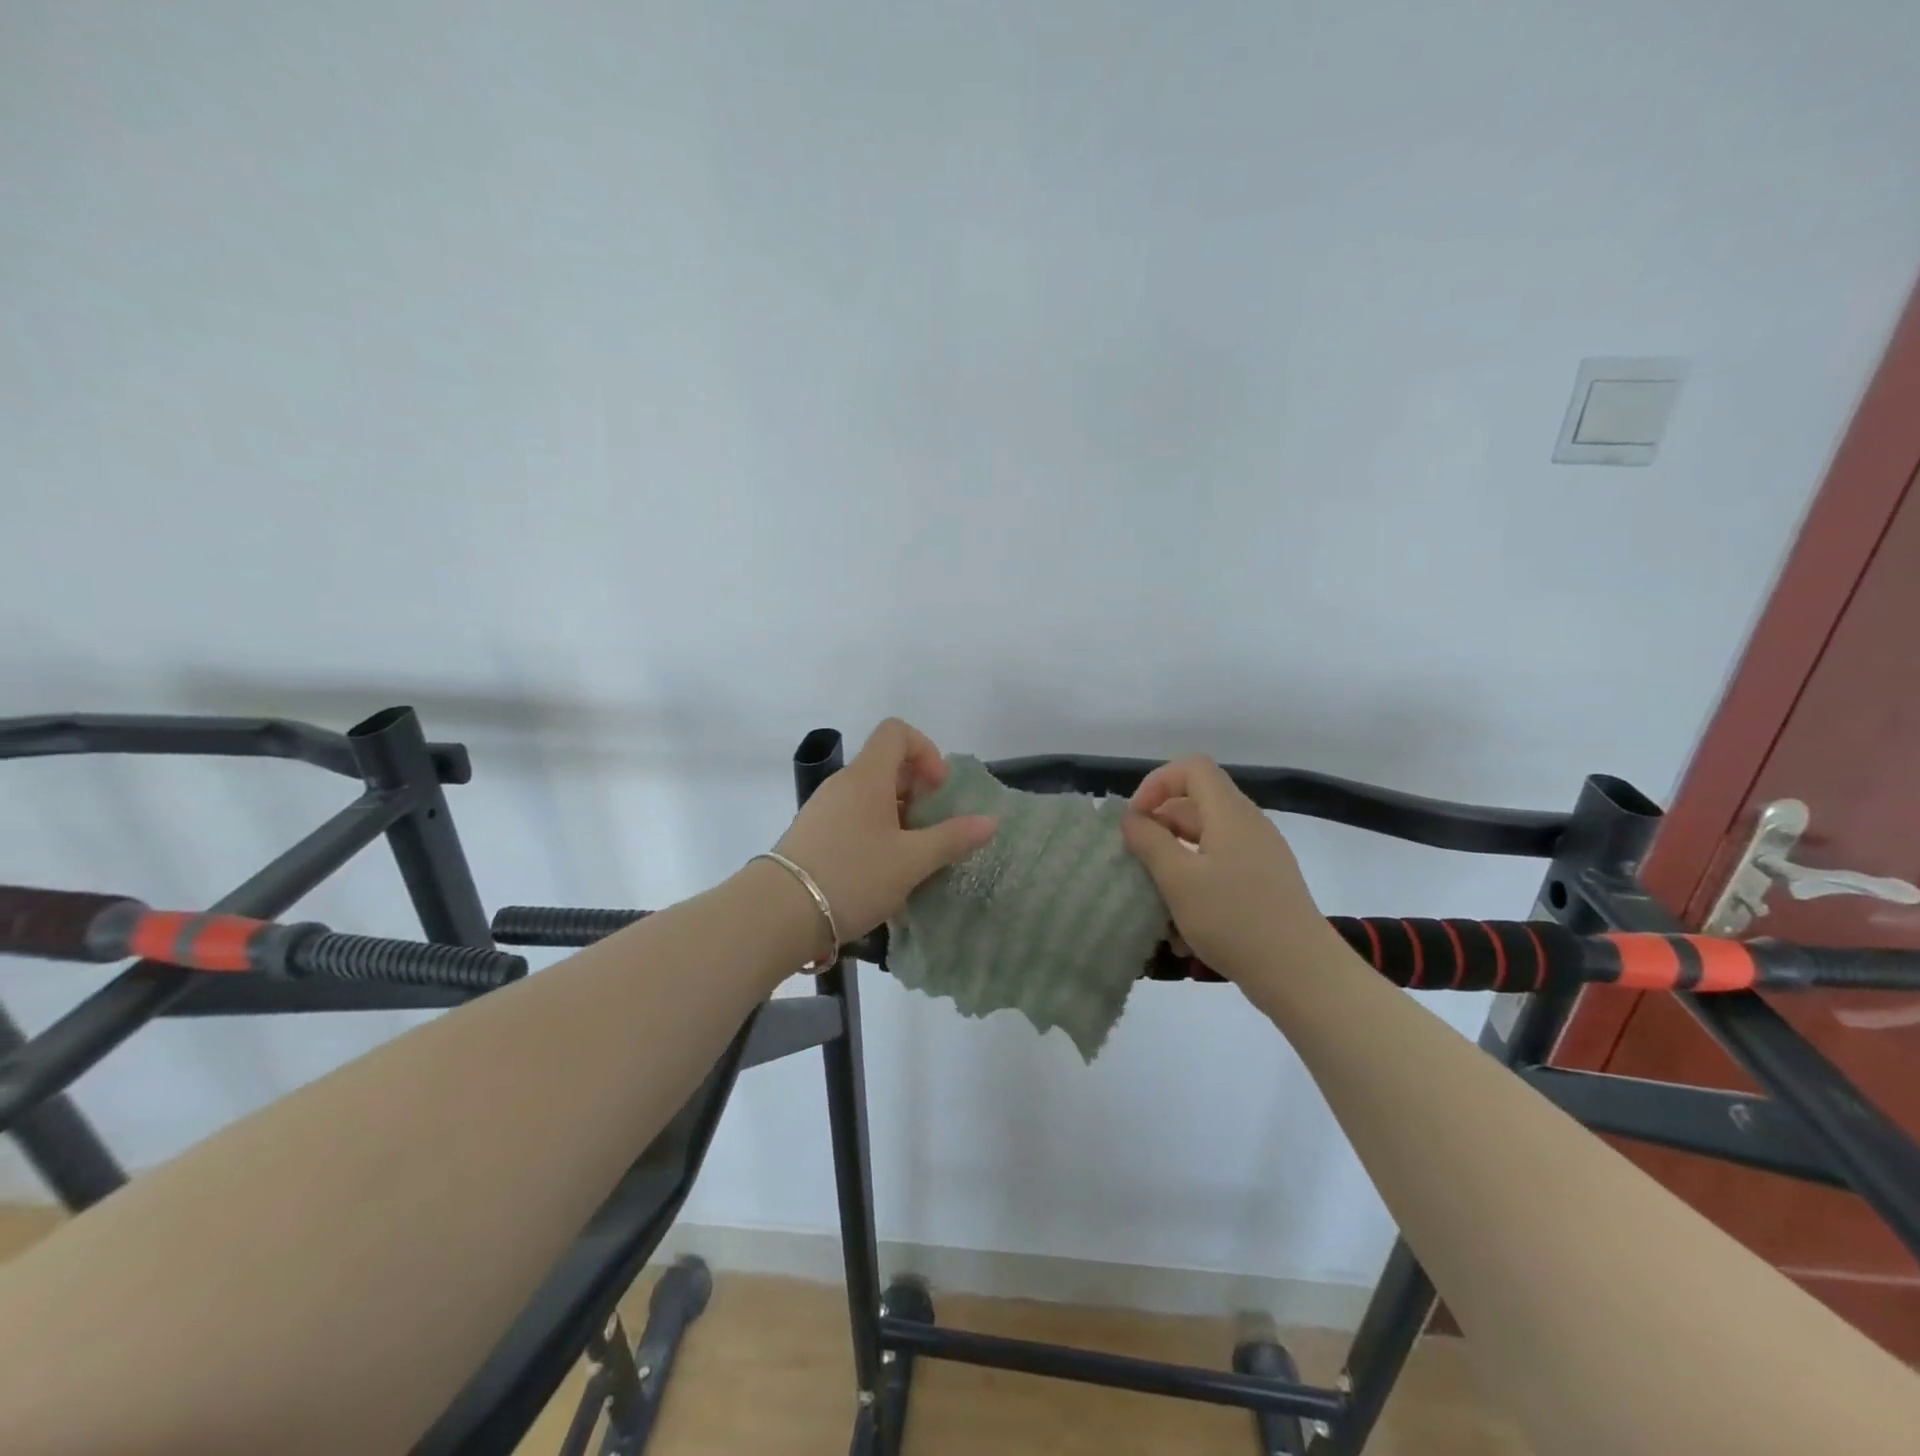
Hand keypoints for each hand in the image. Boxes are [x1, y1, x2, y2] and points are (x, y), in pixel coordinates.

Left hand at [773, 718, 997, 942]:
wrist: (778, 913)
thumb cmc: (853, 876)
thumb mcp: (911, 861)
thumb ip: (953, 838)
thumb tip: (990, 821)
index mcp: (867, 776)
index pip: (897, 732)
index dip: (925, 750)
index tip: (937, 790)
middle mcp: (843, 783)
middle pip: (886, 764)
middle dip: (916, 790)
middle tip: (929, 829)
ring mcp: (823, 807)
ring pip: (870, 794)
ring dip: (897, 815)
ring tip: (908, 856)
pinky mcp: (811, 832)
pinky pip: (852, 816)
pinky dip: (874, 830)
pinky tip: (879, 870)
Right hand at [1120, 756, 1335, 983]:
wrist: (1302, 975)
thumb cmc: (1234, 920)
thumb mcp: (1179, 880)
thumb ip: (1149, 841)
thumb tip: (1131, 818)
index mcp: (1230, 814)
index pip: (1191, 768)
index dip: (1157, 784)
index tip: (1136, 820)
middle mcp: (1248, 826)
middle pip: (1195, 805)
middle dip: (1159, 829)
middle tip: (1135, 862)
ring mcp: (1260, 856)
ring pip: (1204, 842)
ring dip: (1173, 864)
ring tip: (1154, 902)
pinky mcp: (1264, 885)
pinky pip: (1220, 869)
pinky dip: (1195, 886)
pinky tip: (1181, 929)